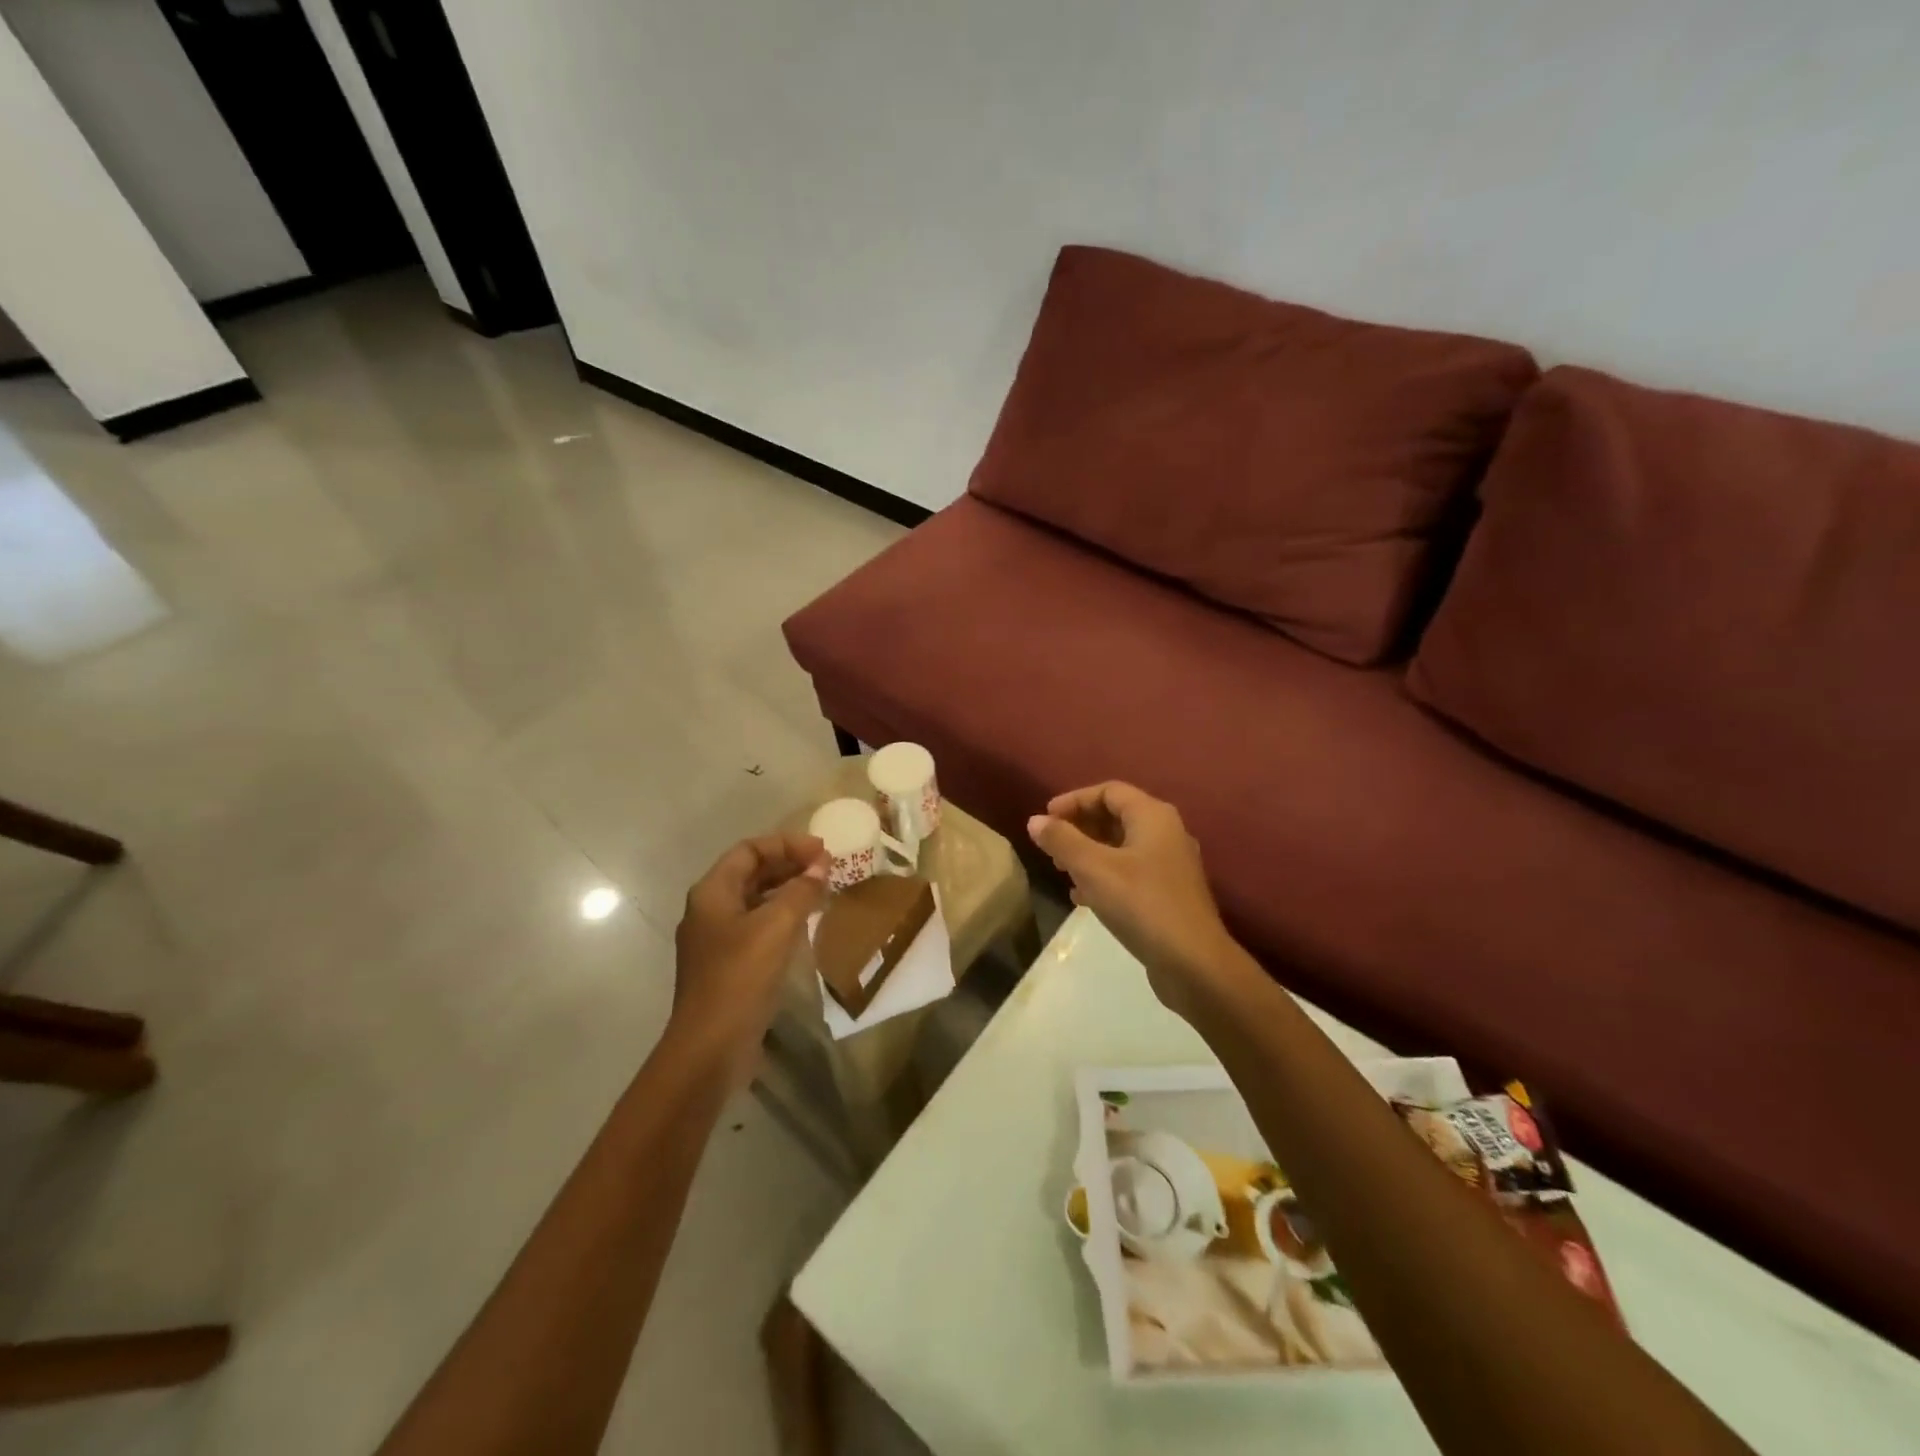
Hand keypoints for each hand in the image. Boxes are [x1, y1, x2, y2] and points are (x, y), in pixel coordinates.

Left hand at [671, 832, 828, 1087]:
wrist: (710, 1047)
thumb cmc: (740, 977)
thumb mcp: (777, 927)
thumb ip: (801, 891)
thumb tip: (820, 866)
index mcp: (712, 892)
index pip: (749, 850)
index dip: (786, 844)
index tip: (822, 850)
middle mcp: (709, 910)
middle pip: (751, 873)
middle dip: (789, 865)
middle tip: (827, 868)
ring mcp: (716, 940)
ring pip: (756, 900)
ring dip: (788, 891)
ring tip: (823, 891)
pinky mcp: (728, 965)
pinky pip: (757, 927)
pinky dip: (782, 917)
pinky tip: (806, 925)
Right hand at [1027, 783, 1242, 1020]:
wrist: (1194, 963)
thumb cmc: (1141, 905)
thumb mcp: (1093, 869)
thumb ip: (1062, 841)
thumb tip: (1035, 821)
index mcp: (1153, 816)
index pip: (1109, 791)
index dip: (1074, 800)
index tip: (1046, 818)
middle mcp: (1166, 833)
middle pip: (1116, 816)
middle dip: (1080, 826)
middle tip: (1050, 845)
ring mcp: (1171, 865)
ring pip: (1122, 846)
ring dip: (1089, 852)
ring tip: (1061, 869)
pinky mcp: (1169, 894)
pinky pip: (1130, 872)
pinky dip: (1104, 876)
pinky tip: (1082, 898)